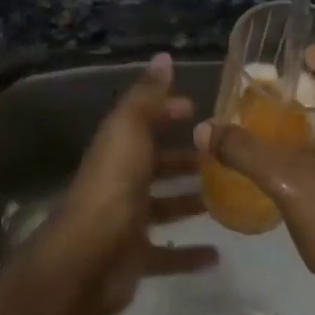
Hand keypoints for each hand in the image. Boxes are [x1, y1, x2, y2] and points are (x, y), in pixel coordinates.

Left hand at [32, 53, 218, 314]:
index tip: (196, 109)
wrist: (88, 258)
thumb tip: (163, 56)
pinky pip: (167, 254)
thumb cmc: (114, 186)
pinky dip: (190, 254)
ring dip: (189, 202)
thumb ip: (147, 95)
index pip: (142, 122)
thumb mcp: (130, 129)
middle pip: (155, 166)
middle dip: (184, 160)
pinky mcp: (136, 257)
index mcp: (117, 149)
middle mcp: (120, 182)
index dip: (166, 112)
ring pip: (163, 207)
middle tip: (221, 157)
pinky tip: (217, 254)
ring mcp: (127, 221)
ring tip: (225, 198)